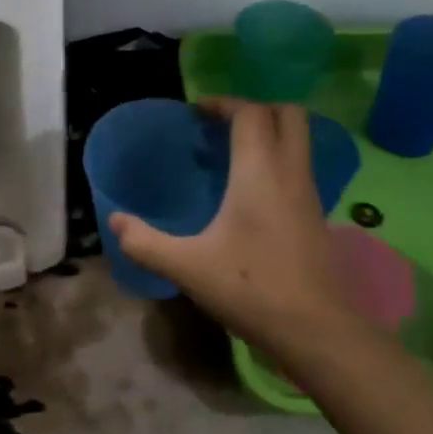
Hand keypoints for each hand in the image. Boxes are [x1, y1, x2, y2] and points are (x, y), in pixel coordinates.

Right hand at [109, 99, 354, 369]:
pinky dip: (277, 161)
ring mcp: (310, 194)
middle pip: (289, 114)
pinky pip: (299, 168)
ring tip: (230, 156)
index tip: (197, 113)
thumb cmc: (251, 287)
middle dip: (256, 109)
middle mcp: (291, 173)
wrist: (317, 330)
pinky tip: (250, 193)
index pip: (251, 113)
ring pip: (299, 141)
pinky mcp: (317, 217)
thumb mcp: (187, 267)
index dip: (224, 103)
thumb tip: (115, 221)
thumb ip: (145, 242)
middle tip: (221, 126)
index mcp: (260, 172)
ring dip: (269, 134)